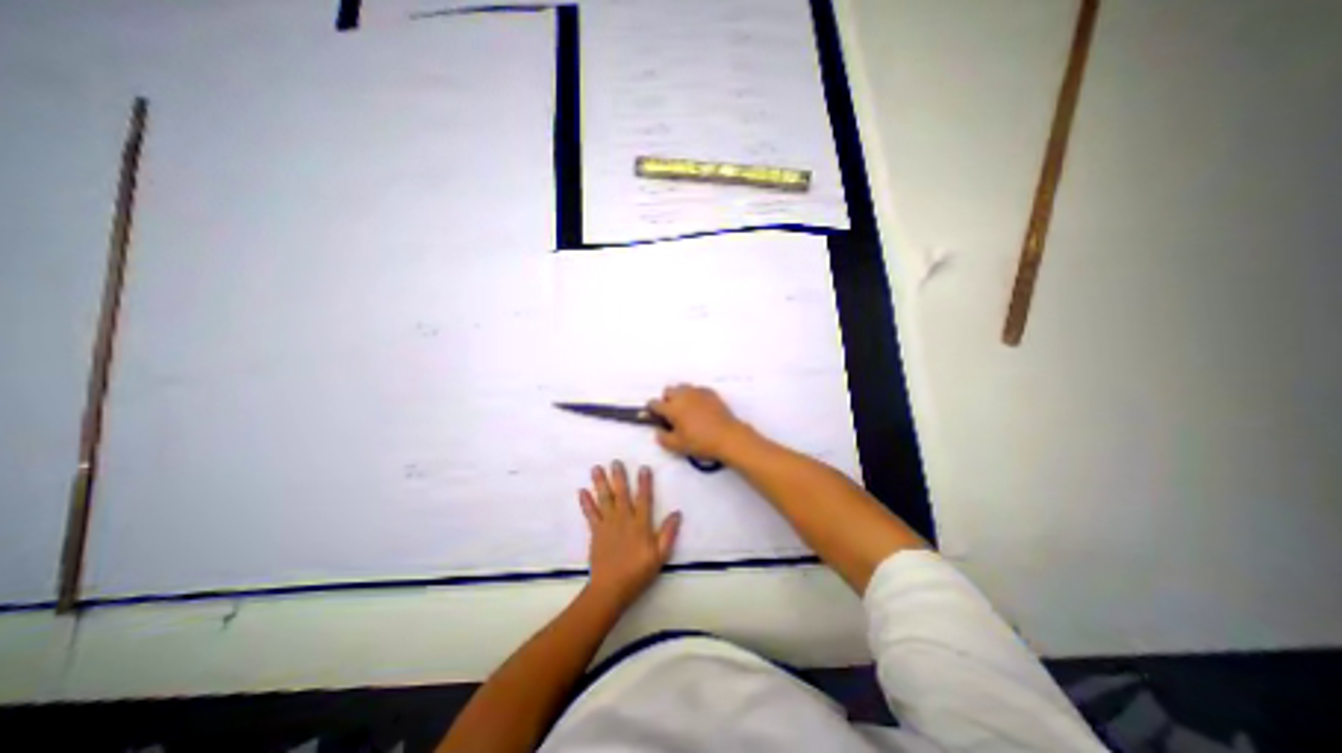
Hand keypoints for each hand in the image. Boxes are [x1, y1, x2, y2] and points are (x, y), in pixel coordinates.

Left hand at [578, 461, 681, 609]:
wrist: (611, 588)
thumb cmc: (638, 571)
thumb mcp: (660, 555)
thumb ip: (668, 533)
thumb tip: (677, 513)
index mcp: (640, 524)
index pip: (644, 498)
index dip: (644, 483)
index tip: (643, 467)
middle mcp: (624, 519)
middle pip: (621, 493)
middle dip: (619, 476)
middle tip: (615, 461)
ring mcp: (608, 524)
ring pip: (604, 499)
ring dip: (600, 483)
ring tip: (596, 468)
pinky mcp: (596, 532)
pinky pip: (590, 514)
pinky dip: (586, 502)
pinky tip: (581, 491)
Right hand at [648, 384, 750, 460]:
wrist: (728, 437)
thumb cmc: (700, 442)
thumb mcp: (677, 446)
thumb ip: (662, 437)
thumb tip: (659, 430)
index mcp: (672, 408)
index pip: (654, 403)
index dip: (652, 410)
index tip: (656, 416)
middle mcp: (683, 395)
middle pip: (668, 391)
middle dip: (666, 400)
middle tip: (672, 414)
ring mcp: (697, 392)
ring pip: (682, 387)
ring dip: (680, 396)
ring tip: (686, 410)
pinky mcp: (710, 392)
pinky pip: (697, 390)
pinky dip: (694, 396)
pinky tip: (700, 409)